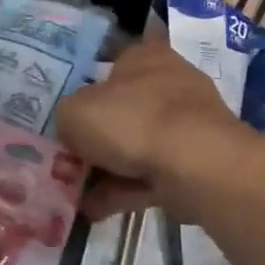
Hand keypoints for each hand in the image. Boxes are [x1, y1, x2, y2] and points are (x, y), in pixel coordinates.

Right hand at [55, 40, 264, 221]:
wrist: (196, 164)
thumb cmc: (132, 121)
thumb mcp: (75, 113)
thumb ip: (67, 116)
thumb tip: (72, 128)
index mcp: (143, 55)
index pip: (114, 58)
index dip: (90, 82)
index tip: (72, 109)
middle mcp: (168, 80)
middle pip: (125, 105)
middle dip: (99, 133)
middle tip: (69, 157)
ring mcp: (187, 122)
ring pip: (138, 142)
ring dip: (109, 168)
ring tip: (77, 193)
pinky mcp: (197, 159)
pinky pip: (152, 172)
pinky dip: (127, 189)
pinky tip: (97, 209)